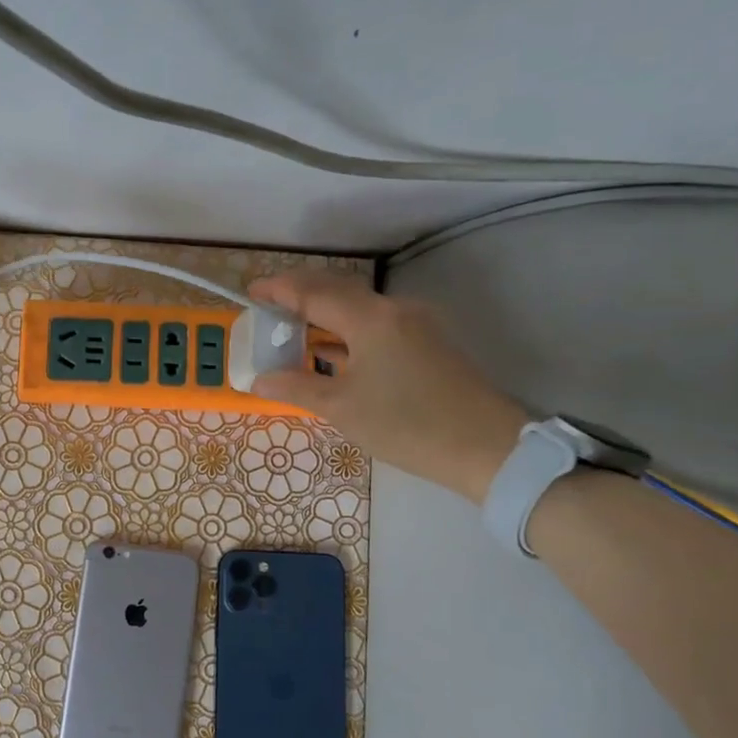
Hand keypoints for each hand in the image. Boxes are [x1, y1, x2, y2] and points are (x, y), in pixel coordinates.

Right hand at [248, 271, 526, 502]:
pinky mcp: (428, 344)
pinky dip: (347, 331)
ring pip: (359, 308)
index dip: (279, 290)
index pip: (314, 293)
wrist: (487, 447)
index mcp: (370, 319)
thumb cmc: (406, 424)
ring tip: (293, 328)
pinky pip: (376, 325)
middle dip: (300, 294)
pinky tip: (331, 351)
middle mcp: (394, 310)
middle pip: (338, 291)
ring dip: (324, 313)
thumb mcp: (342, 408)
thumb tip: (259, 379)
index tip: (251, 291)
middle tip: (269, 305)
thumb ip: (296, 387)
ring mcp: (416, 325)